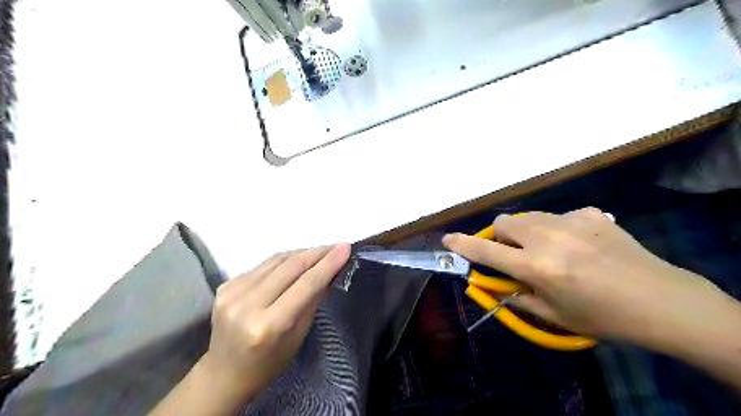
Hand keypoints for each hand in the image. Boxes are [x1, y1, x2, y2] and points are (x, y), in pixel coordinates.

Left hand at [202, 244, 349, 399]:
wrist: (224, 373)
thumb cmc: (269, 363)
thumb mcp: (298, 336)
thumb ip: (313, 300)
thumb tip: (331, 271)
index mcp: (268, 326)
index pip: (305, 285)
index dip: (328, 264)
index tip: (345, 247)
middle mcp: (247, 305)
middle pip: (290, 267)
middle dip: (317, 253)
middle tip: (336, 246)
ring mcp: (232, 293)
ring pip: (276, 260)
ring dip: (301, 253)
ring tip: (320, 252)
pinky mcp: (225, 285)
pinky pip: (263, 265)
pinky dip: (284, 260)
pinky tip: (296, 262)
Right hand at [441, 206, 720, 344]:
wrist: (663, 302)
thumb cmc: (604, 317)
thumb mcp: (554, 315)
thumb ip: (518, 296)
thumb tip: (497, 283)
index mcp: (537, 267)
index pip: (487, 251)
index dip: (463, 244)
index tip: (448, 239)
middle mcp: (549, 238)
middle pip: (505, 222)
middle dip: (501, 236)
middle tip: (515, 253)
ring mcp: (571, 221)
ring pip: (529, 216)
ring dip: (526, 231)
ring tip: (548, 249)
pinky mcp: (590, 213)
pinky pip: (559, 216)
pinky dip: (557, 229)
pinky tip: (578, 244)